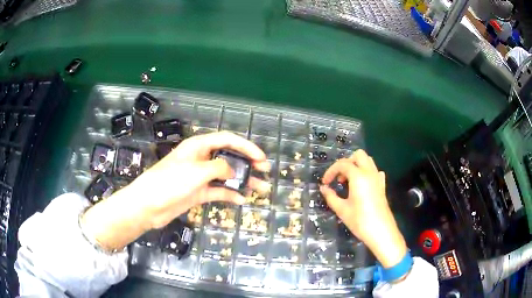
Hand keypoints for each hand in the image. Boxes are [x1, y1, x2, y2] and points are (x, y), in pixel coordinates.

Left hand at [81, 131, 269, 250]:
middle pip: (229, 157)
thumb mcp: (197, 171)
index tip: (261, 158)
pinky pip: (218, 191)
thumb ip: (219, 167)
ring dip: (243, 181)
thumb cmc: (170, 182)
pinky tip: (242, 200)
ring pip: (226, 175)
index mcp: (199, 146)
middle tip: (265, 170)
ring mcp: (200, 177)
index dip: (246, 146)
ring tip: (261, 187)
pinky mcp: (198, 192)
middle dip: (247, 162)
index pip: (227, 140)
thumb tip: (233, 170)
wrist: (149, 205)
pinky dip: (230, 194)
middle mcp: (201, 159)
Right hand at [320, 149, 406, 267]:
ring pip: (368, 161)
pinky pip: (374, 171)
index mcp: (359, 176)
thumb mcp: (342, 210)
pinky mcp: (382, 185)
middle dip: (346, 163)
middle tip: (339, 178)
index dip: (331, 171)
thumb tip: (323, 188)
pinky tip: (362, 185)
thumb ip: (331, 196)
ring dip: (356, 166)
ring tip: (348, 182)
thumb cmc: (360, 221)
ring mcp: (378, 178)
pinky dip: (366, 173)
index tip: (325, 183)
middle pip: (358, 155)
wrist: (381, 232)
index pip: (342, 164)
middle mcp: (370, 172)